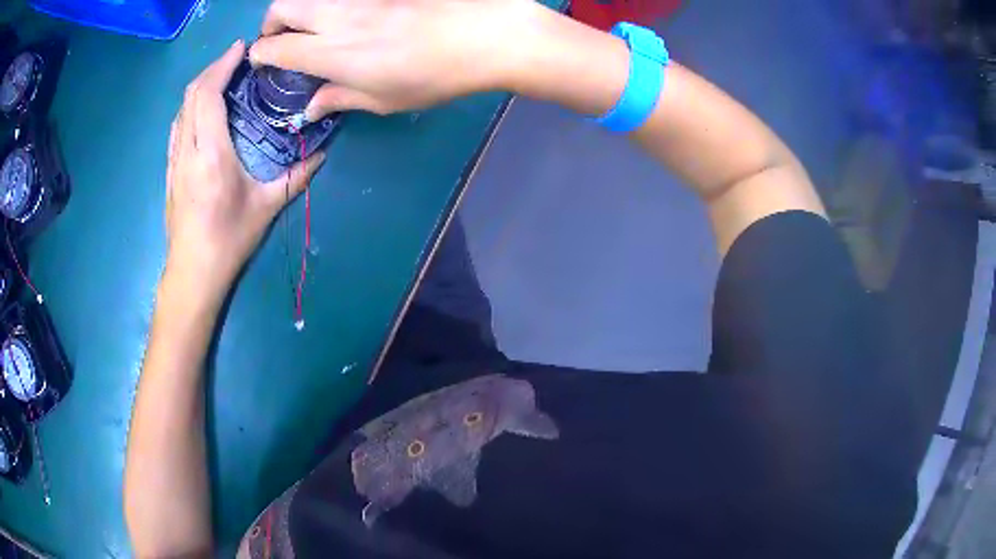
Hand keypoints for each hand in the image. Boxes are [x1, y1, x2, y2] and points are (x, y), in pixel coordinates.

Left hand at [166, 40, 324, 302]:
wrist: (193, 273)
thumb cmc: (228, 240)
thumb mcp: (266, 208)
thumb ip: (295, 177)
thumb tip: (320, 153)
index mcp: (210, 155)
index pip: (208, 96)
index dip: (222, 66)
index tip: (242, 48)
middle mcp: (188, 151)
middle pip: (191, 95)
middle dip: (212, 69)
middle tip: (236, 59)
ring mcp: (175, 161)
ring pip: (180, 110)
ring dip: (199, 86)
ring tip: (221, 77)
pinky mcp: (171, 170)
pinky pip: (177, 127)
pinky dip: (190, 106)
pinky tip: (203, 108)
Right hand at [248, 0, 542, 118]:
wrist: (480, 35)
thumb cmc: (432, 76)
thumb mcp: (383, 99)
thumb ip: (340, 98)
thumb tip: (311, 109)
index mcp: (329, 53)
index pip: (275, 48)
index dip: (260, 55)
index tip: (262, 61)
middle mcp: (334, 18)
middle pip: (281, 8)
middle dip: (271, 24)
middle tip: (281, 39)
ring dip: (299, 9)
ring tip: (311, 26)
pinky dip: (329, 4)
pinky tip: (345, 17)